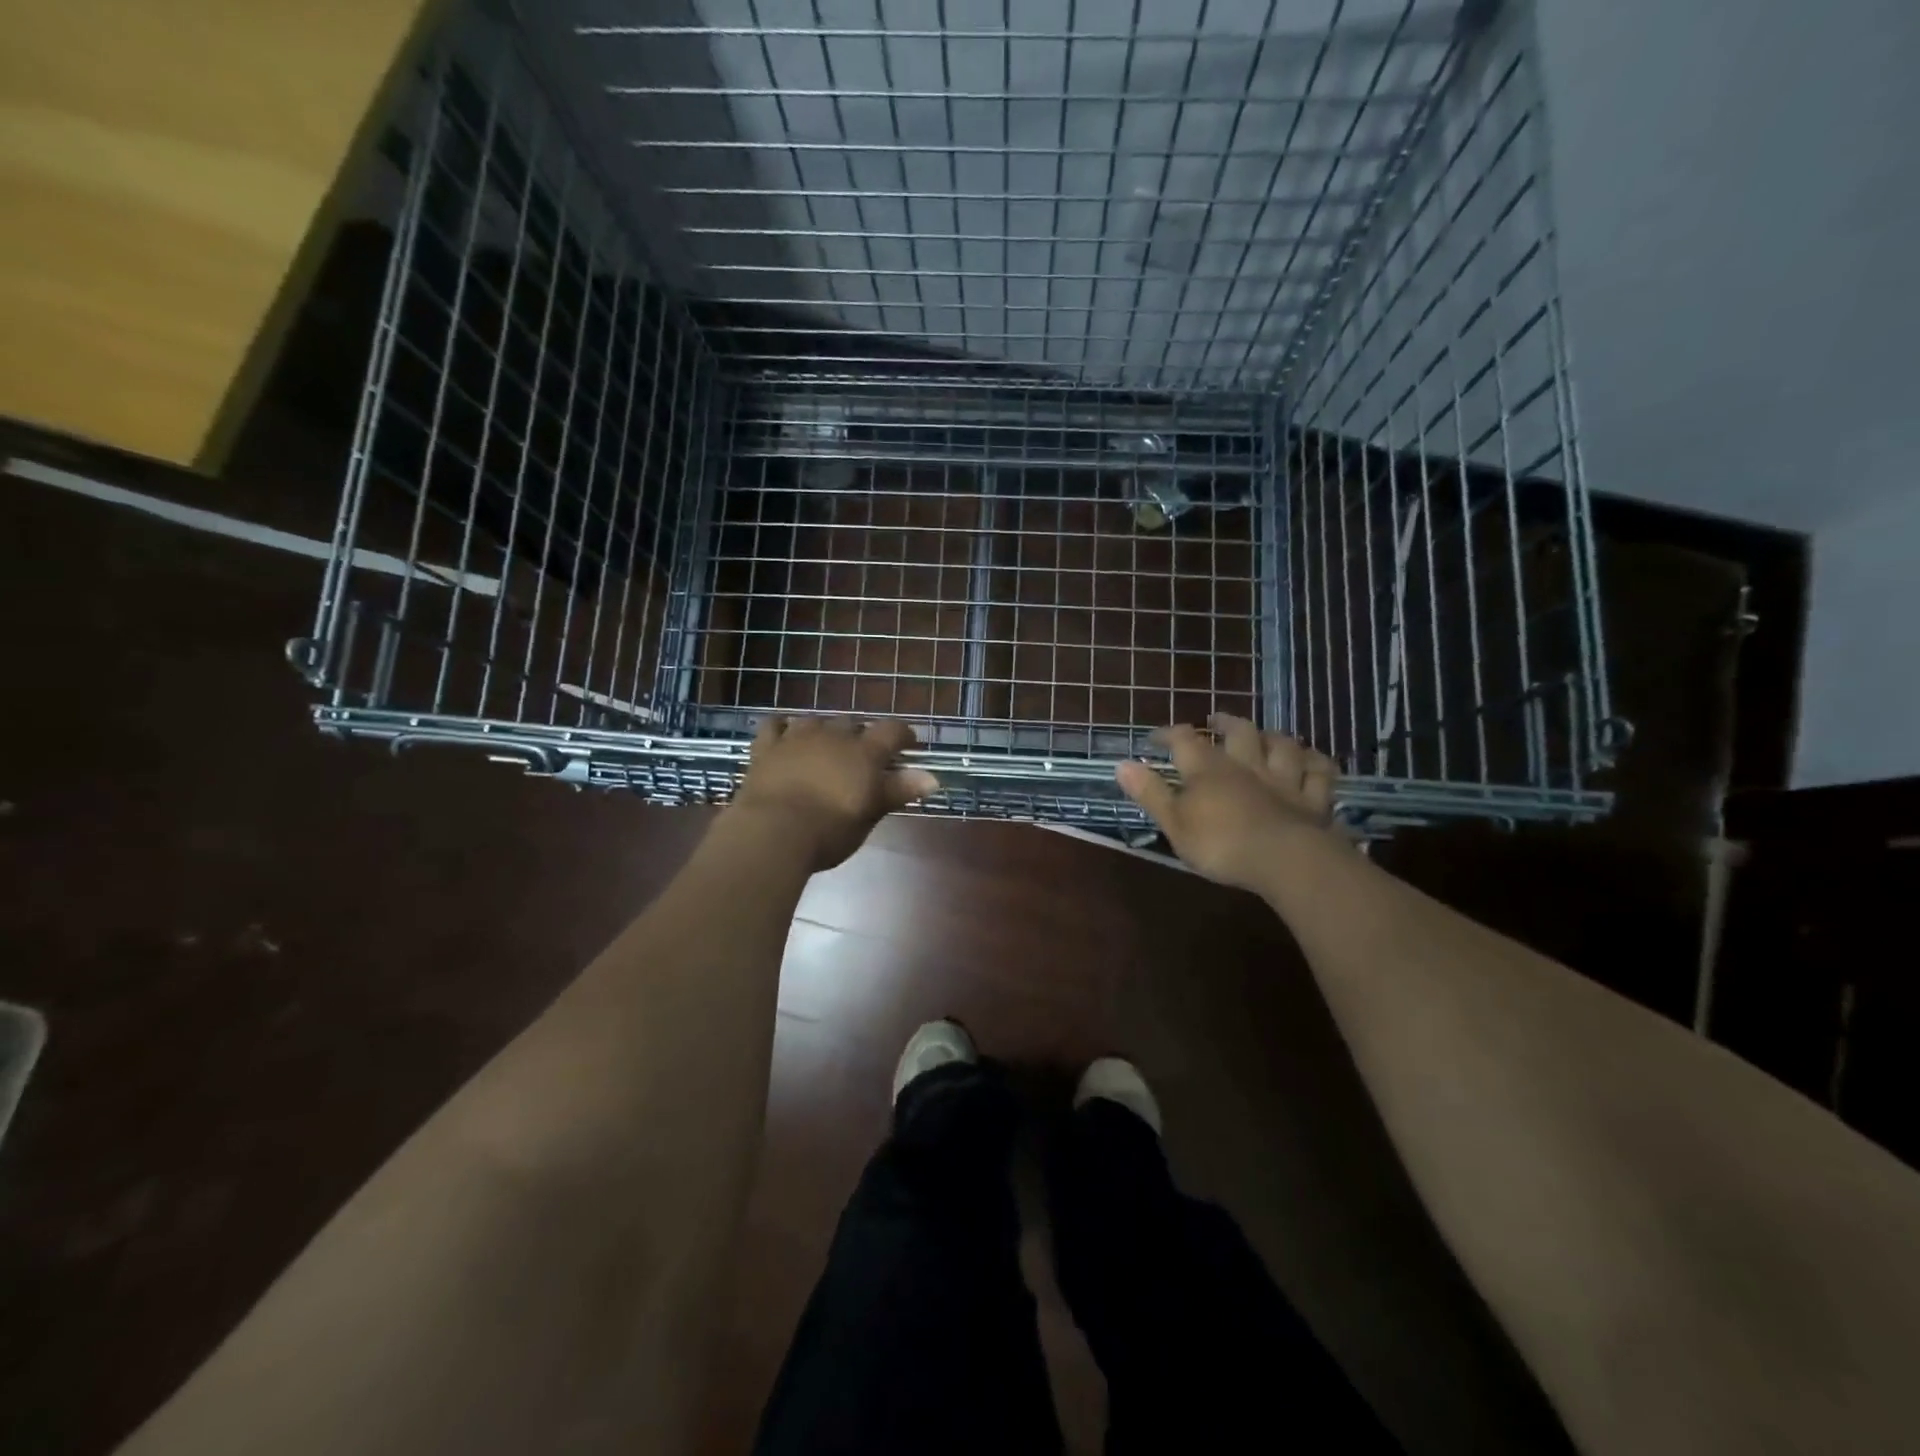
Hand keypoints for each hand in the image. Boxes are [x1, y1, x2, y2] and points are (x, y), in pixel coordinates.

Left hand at [728, 716, 939, 871]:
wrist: (773, 831)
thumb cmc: (830, 829)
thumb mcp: (870, 813)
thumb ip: (899, 790)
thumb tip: (932, 778)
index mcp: (864, 752)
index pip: (892, 730)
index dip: (904, 735)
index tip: (910, 745)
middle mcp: (834, 735)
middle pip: (853, 723)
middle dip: (861, 735)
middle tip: (863, 756)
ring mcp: (797, 737)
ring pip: (817, 720)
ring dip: (826, 730)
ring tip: (827, 745)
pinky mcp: (767, 747)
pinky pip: (775, 725)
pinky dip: (784, 727)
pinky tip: (786, 734)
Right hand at [1116, 714, 1340, 893]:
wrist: (1287, 860)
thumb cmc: (1221, 844)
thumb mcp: (1174, 823)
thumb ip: (1150, 793)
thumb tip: (1121, 764)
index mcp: (1208, 769)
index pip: (1185, 741)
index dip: (1169, 734)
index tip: (1156, 736)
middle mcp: (1247, 764)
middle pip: (1238, 732)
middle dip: (1225, 723)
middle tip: (1216, 720)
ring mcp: (1285, 779)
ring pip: (1282, 745)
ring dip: (1272, 737)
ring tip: (1265, 735)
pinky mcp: (1314, 799)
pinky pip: (1319, 772)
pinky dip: (1316, 762)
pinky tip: (1314, 759)